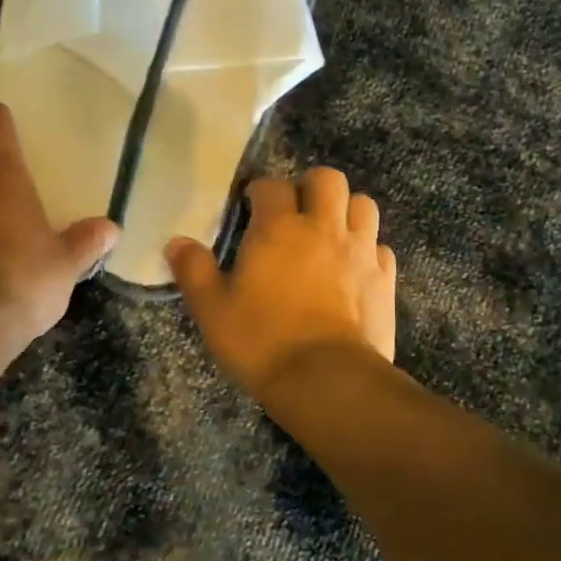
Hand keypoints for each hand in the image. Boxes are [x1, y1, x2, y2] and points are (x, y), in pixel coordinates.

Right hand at [167, 166, 395, 398]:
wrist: (327, 381)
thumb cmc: (262, 342)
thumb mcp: (213, 311)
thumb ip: (194, 271)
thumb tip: (176, 242)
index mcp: (278, 229)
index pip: (272, 185)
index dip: (261, 190)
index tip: (252, 206)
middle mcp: (323, 228)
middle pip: (328, 179)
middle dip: (311, 186)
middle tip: (297, 210)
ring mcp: (361, 251)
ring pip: (363, 204)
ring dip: (346, 210)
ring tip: (330, 232)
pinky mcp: (385, 277)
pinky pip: (381, 246)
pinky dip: (368, 249)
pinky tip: (355, 268)